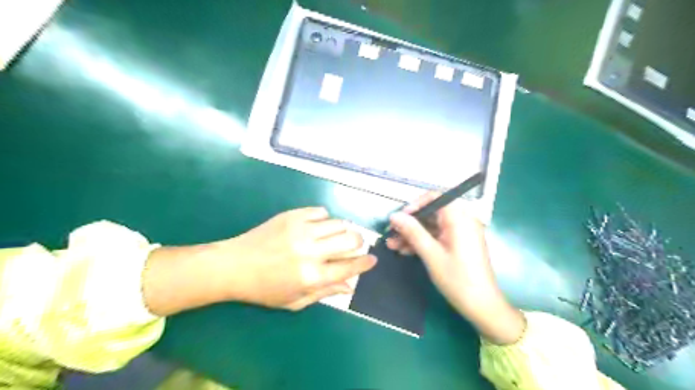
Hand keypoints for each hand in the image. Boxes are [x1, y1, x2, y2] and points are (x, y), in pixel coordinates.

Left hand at [219, 208, 377, 310]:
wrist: (234, 265)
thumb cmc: (264, 289)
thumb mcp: (295, 300)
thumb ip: (325, 292)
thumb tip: (350, 286)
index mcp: (311, 276)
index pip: (349, 267)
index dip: (365, 263)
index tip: (373, 259)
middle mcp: (310, 251)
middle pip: (351, 240)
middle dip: (359, 243)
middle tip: (355, 246)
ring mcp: (301, 230)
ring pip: (339, 223)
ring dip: (343, 230)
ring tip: (336, 236)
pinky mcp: (292, 215)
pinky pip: (321, 211)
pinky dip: (325, 219)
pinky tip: (318, 227)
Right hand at [385, 191, 527, 343]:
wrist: (482, 306)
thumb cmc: (457, 279)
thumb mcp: (431, 254)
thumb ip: (412, 232)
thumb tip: (394, 215)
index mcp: (459, 218)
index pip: (435, 197)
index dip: (415, 204)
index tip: (400, 218)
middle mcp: (462, 221)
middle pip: (431, 213)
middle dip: (410, 223)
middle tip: (391, 233)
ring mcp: (460, 233)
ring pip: (431, 226)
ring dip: (412, 234)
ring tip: (392, 245)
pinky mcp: (458, 244)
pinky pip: (437, 236)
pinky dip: (422, 242)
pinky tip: (405, 251)